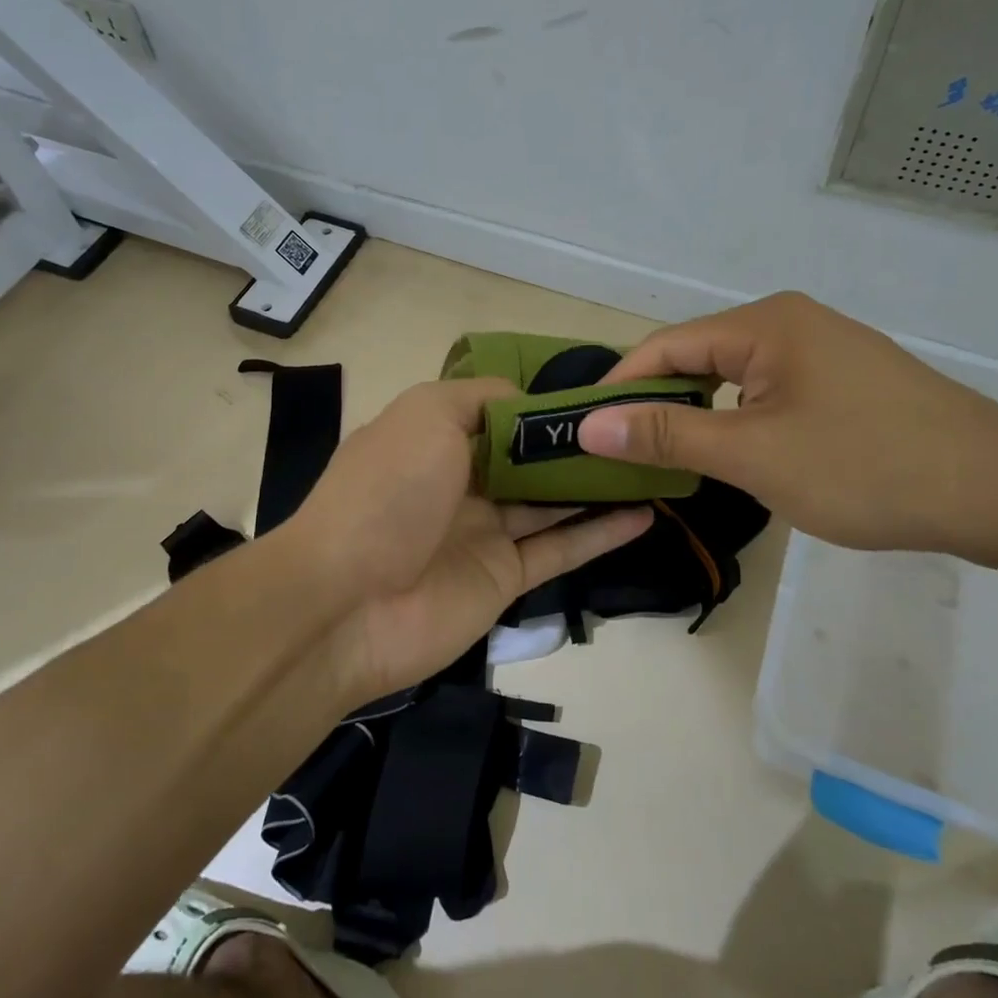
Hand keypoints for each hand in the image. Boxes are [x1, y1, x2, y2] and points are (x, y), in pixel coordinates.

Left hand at [289, 378, 651, 699]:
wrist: (346, 604)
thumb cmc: (387, 491)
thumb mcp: (425, 415)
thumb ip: (478, 397)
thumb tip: (524, 399)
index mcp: (433, 439)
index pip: (496, 413)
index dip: (540, 404)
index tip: (594, 393)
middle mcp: (459, 483)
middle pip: (528, 459)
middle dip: (574, 445)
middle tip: (637, 428)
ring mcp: (483, 533)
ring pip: (550, 503)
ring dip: (595, 485)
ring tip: (650, 464)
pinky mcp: (504, 578)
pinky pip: (560, 549)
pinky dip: (601, 533)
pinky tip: (645, 514)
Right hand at [576, 292, 997, 554]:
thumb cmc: (867, 467)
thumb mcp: (752, 454)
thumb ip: (666, 433)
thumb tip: (588, 425)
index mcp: (765, 323)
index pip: (665, 346)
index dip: (620, 388)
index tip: (586, 432)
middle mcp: (790, 322)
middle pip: (698, 357)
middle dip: (657, 403)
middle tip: (623, 454)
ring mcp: (823, 350)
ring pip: (733, 378)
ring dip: (698, 415)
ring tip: (670, 459)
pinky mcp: (845, 381)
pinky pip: (768, 392)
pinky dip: (739, 420)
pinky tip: (736, 454)